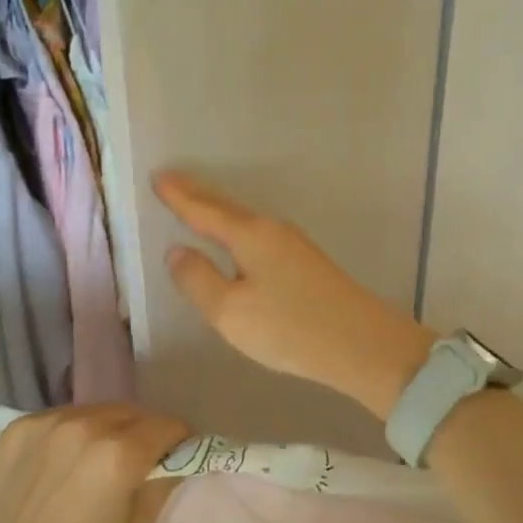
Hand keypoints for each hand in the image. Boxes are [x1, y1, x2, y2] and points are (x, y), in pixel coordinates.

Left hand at [0, 404, 187, 522]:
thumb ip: (161, 487)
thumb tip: (176, 461)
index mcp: (120, 453)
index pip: (166, 425)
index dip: (179, 439)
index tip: (177, 454)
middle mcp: (87, 425)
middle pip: (133, 413)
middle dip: (145, 431)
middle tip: (139, 460)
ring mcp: (50, 421)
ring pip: (97, 412)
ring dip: (108, 428)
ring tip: (96, 460)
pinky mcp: (21, 425)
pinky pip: (62, 418)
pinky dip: (73, 432)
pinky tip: (62, 462)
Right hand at [155, 170, 436, 417]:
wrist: (364, 345)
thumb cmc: (290, 328)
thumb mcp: (230, 312)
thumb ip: (198, 280)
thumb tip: (177, 251)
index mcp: (250, 236)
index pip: (204, 210)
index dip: (179, 196)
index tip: (158, 177)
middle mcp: (272, 230)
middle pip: (227, 208)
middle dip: (197, 194)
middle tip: (171, 182)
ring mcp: (294, 244)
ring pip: (245, 220)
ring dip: (218, 210)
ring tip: (196, 205)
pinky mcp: (306, 262)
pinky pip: (259, 234)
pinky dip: (236, 229)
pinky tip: (236, 239)